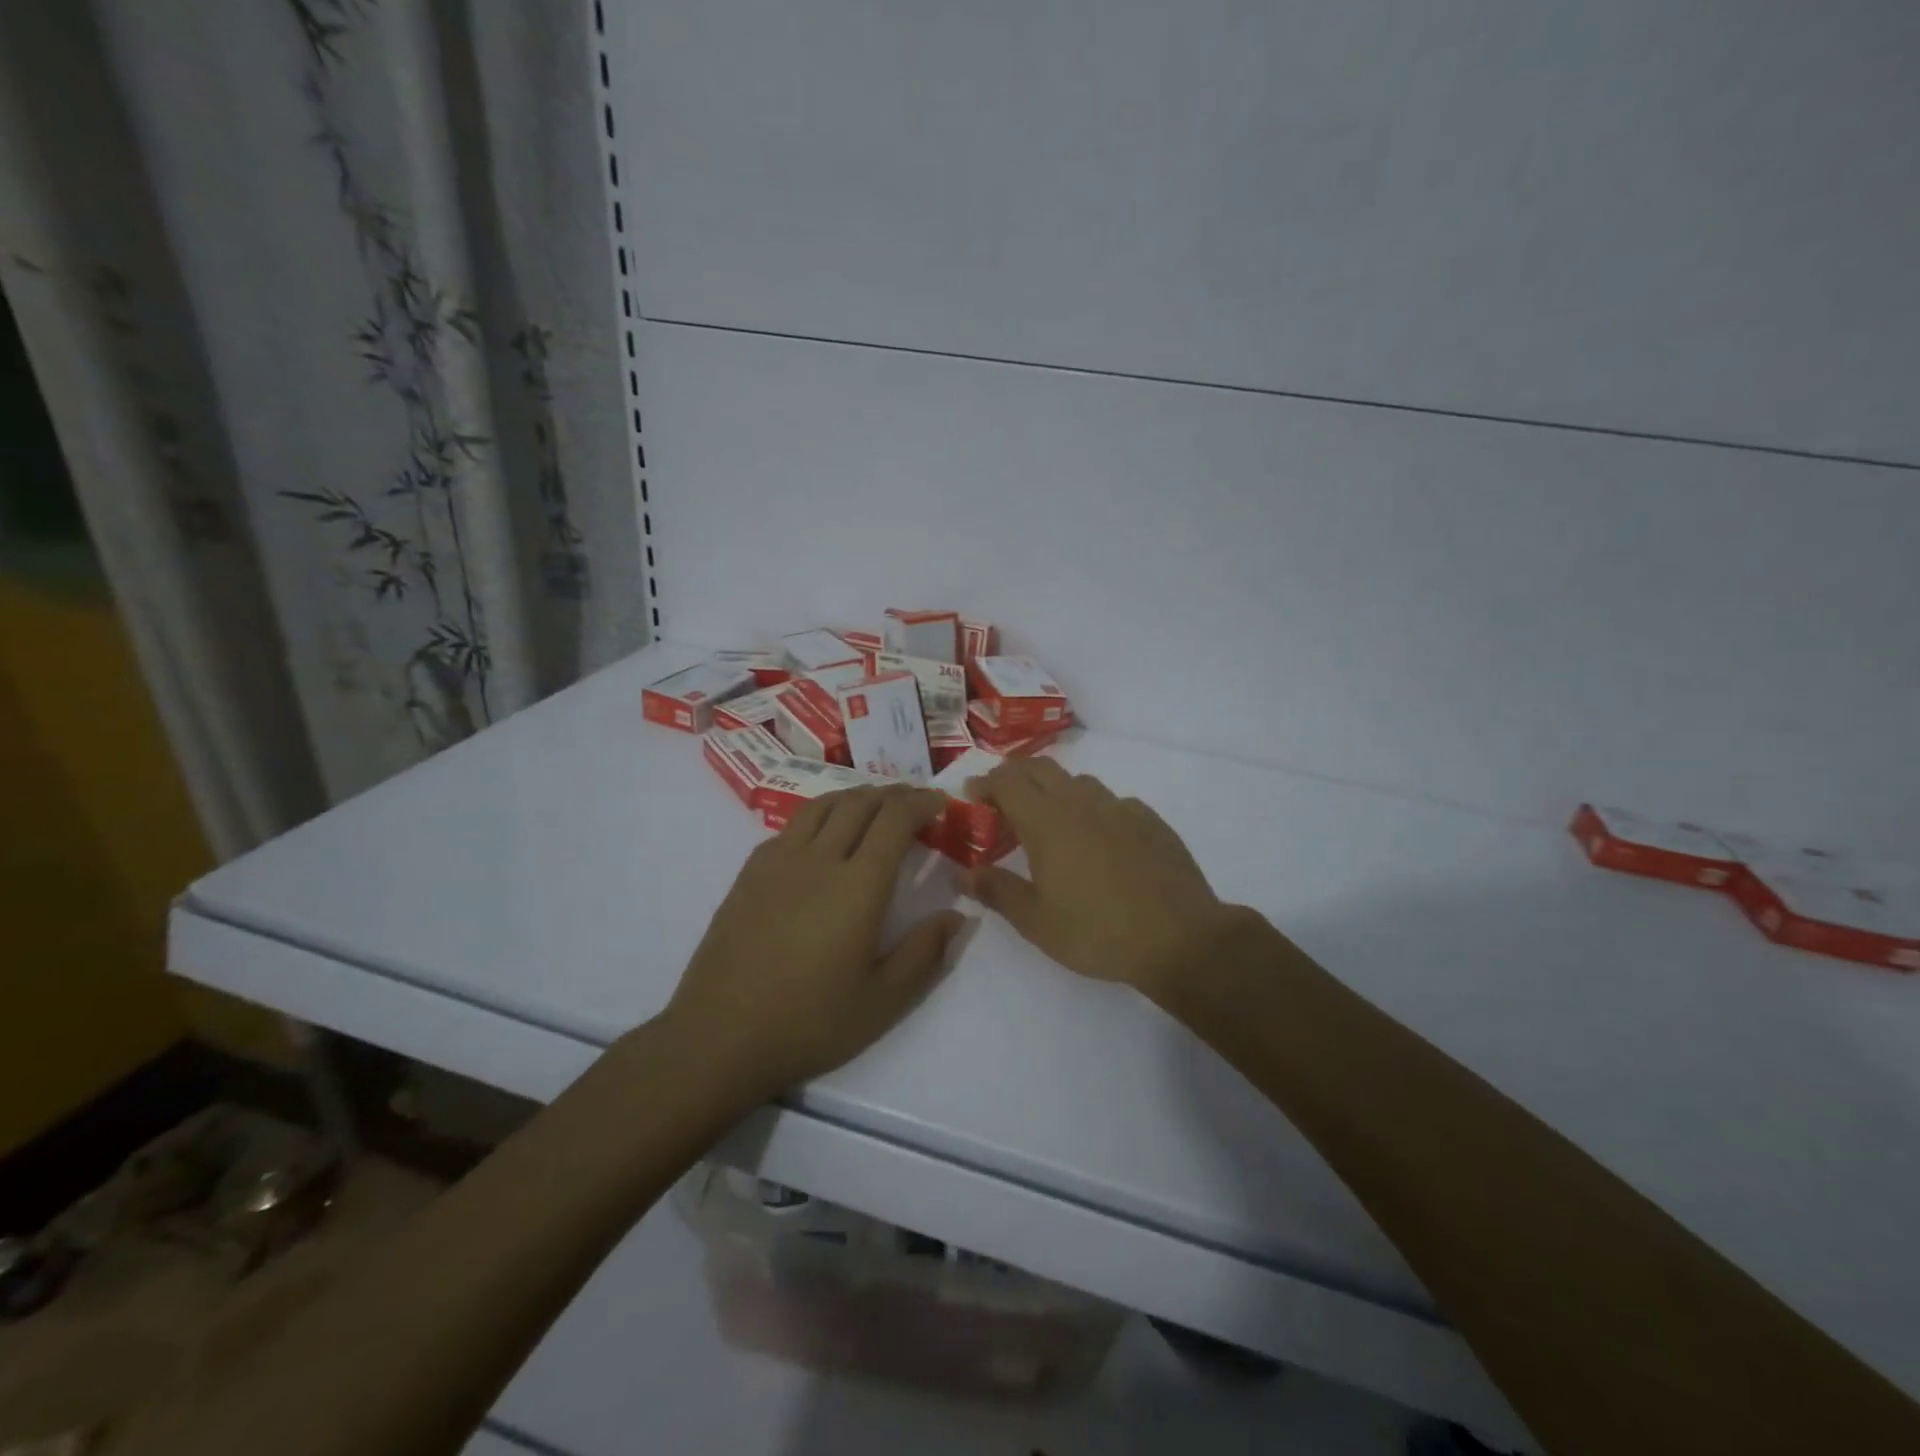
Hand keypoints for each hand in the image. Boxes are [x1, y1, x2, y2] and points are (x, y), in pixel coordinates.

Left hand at [665, 785, 962, 1101]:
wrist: (721, 1036)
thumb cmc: (810, 1022)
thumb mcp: (883, 1001)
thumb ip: (925, 952)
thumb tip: (956, 915)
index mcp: (858, 885)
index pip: (894, 820)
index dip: (920, 803)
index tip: (939, 803)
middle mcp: (819, 859)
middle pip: (859, 803)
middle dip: (893, 794)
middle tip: (913, 801)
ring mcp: (778, 862)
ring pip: (822, 806)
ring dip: (854, 796)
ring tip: (873, 805)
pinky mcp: (749, 873)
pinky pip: (791, 826)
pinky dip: (819, 816)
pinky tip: (822, 836)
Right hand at [965, 759, 1235, 1001]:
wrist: (1179, 937)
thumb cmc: (1097, 932)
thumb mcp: (1036, 922)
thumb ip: (997, 891)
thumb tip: (964, 873)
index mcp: (1047, 822)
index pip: (1007, 781)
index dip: (985, 783)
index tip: (973, 797)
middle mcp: (1082, 803)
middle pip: (1041, 768)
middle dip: (1016, 776)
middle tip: (1003, 801)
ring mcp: (1121, 808)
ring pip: (1079, 782)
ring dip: (1056, 791)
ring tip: (1050, 822)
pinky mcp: (1150, 820)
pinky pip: (1113, 802)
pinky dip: (1094, 809)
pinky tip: (1100, 839)